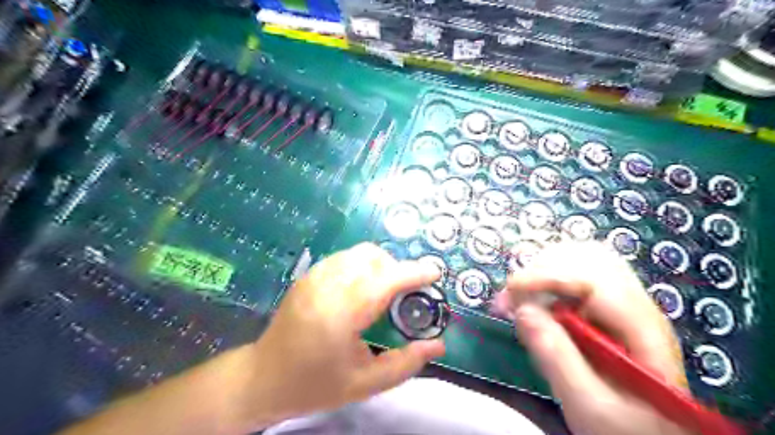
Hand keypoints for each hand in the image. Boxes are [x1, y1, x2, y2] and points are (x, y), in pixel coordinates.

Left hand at [245, 244, 444, 427]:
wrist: (263, 378)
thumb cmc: (315, 385)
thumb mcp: (365, 384)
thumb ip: (405, 364)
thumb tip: (438, 346)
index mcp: (339, 315)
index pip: (383, 281)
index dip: (412, 273)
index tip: (434, 273)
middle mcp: (325, 287)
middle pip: (372, 258)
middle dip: (397, 269)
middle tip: (406, 293)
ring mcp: (313, 277)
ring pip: (359, 252)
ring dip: (381, 264)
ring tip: (385, 290)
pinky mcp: (308, 275)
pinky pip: (345, 257)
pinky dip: (363, 265)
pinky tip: (362, 288)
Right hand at [496, 241, 689, 434]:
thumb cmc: (626, 429)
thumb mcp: (590, 407)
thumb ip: (557, 360)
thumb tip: (522, 310)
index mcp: (643, 329)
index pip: (595, 279)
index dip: (549, 276)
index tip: (510, 290)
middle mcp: (636, 305)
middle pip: (589, 257)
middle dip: (542, 268)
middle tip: (512, 295)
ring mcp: (622, 302)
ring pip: (581, 259)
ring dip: (543, 269)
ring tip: (519, 295)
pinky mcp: (606, 306)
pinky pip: (574, 274)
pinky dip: (547, 278)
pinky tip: (533, 299)